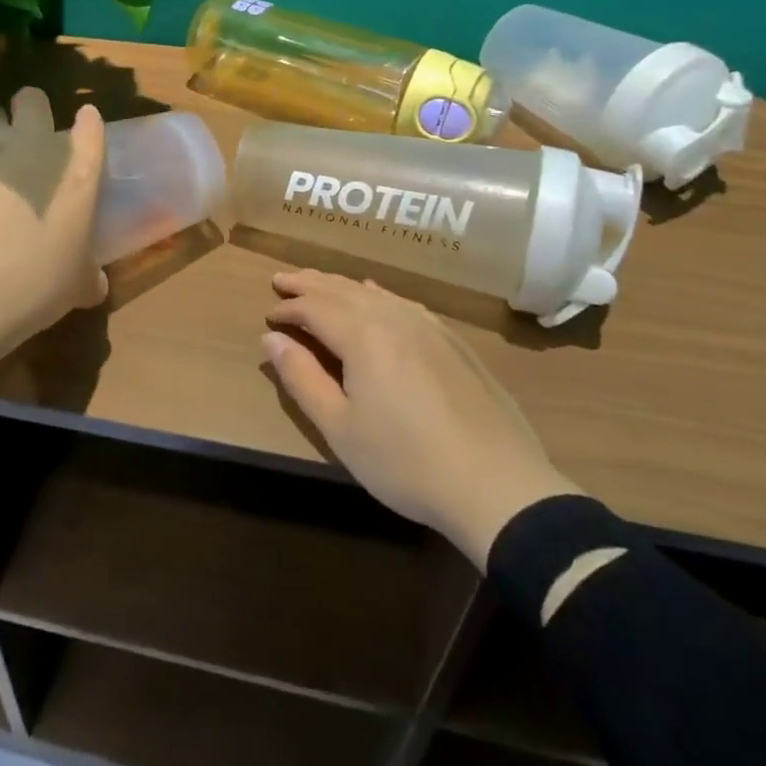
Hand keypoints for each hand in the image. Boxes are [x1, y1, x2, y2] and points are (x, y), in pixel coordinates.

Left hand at [0, 88, 107, 398]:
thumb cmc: (31, 286)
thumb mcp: (75, 288)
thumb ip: (89, 276)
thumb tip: (96, 284)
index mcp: (78, 172)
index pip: (91, 127)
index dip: (87, 125)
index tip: (82, 132)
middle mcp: (35, 145)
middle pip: (34, 100)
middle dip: (31, 111)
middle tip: (26, 140)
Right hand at [263, 269, 577, 567]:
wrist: (497, 485)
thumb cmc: (406, 462)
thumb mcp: (340, 428)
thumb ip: (302, 378)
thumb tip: (271, 338)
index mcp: (362, 335)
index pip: (314, 307)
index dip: (288, 308)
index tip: (268, 315)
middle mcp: (394, 318)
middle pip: (342, 289)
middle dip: (309, 283)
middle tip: (282, 280)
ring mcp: (428, 326)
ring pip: (374, 292)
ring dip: (341, 285)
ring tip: (320, 283)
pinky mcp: (453, 341)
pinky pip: (404, 303)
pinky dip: (378, 294)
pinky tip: (376, 295)